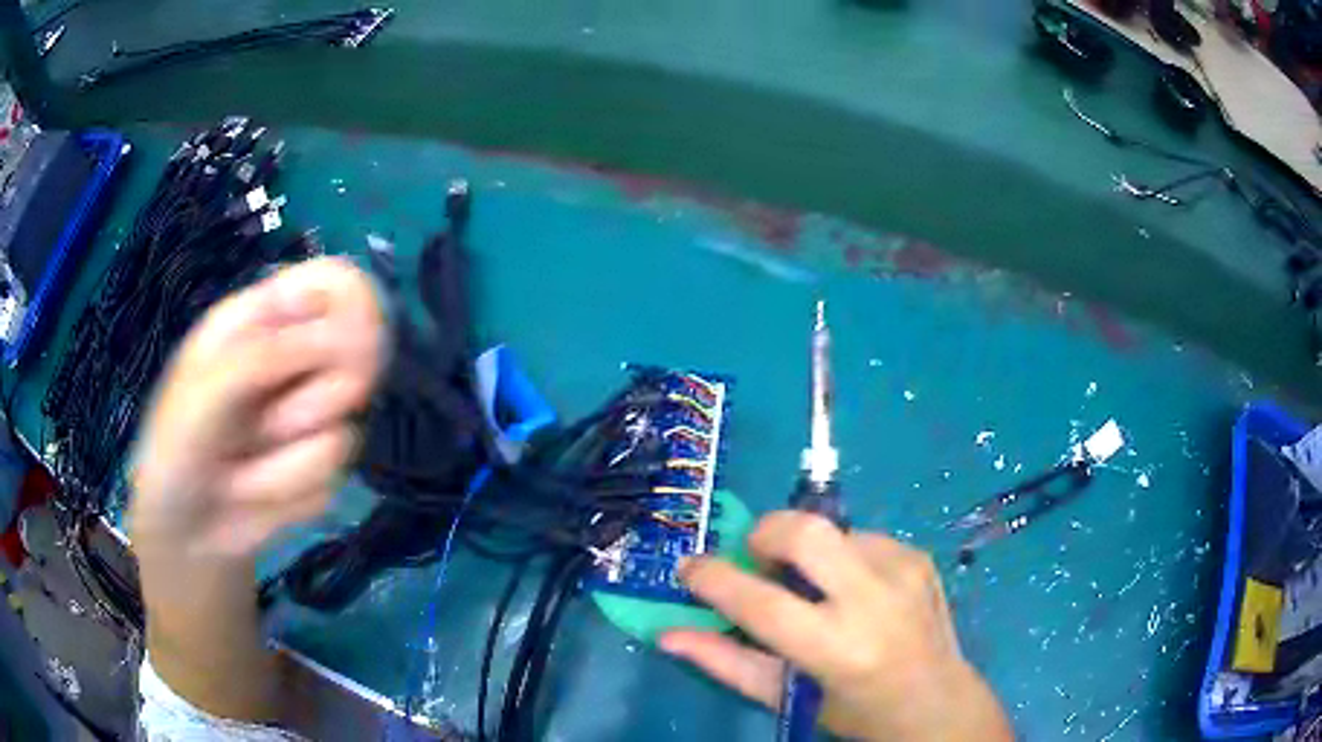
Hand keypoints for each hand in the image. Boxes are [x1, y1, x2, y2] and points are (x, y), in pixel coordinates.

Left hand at [128, 257, 384, 721]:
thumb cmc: (177, 444)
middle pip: (356, 361)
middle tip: (264, 425)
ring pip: (343, 433)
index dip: (353, 309)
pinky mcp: (323, 471)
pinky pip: (333, 480)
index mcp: (263, 321)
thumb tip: (342, 340)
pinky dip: (291, 496)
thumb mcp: (204, 391)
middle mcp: (296, 363)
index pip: (334, 286)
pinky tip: (258, 498)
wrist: (185, 530)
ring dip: (286, 463)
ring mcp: (313, 419)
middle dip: (309, 404)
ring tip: (242, 470)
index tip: (351, 348)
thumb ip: (261, 357)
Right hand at [660, 512, 1011, 741]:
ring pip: (831, 529)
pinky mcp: (918, 556)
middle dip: (765, 533)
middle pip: (805, 531)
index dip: (714, 579)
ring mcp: (903, 571)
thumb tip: (668, 634)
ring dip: (806, 551)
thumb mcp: (788, 697)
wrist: (938, 702)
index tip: (688, 567)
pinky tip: (851, 590)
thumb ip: (726, 663)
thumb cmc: (856, 711)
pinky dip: (840, 556)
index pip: (761, 603)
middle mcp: (875, 601)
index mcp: (838, 648)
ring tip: (812, 587)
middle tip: (757, 561)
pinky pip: (860, 537)